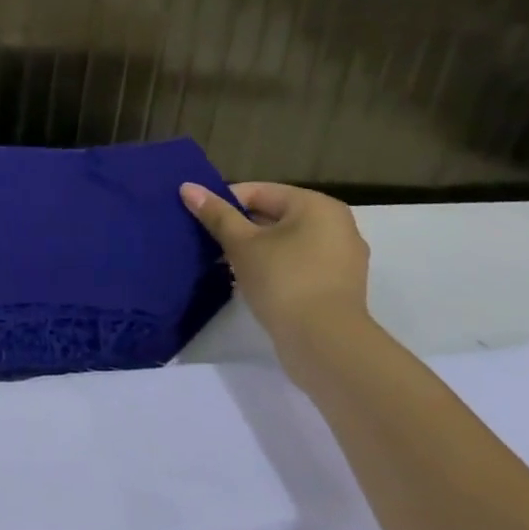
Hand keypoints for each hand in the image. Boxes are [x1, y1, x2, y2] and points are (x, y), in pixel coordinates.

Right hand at [180, 181, 372, 369]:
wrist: (324, 342)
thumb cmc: (283, 280)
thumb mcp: (241, 243)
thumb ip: (216, 214)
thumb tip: (187, 187)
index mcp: (316, 206)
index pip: (258, 192)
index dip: (225, 204)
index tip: (201, 221)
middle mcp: (336, 225)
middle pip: (273, 216)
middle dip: (239, 228)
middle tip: (209, 242)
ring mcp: (341, 257)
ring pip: (284, 241)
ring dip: (254, 249)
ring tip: (224, 263)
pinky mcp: (337, 285)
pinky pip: (297, 263)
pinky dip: (273, 267)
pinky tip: (249, 280)